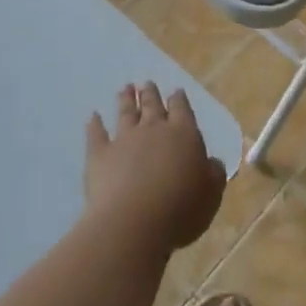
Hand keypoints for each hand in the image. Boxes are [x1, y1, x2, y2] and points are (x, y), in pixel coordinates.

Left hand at [84, 82, 226, 251]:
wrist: (133, 222)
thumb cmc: (180, 209)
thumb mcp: (211, 194)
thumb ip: (213, 173)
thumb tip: (212, 162)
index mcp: (183, 134)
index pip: (181, 109)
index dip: (178, 99)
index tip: (175, 91)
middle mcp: (154, 129)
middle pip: (152, 106)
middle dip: (150, 94)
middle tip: (147, 83)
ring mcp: (124, 139)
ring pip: (125, 113)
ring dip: (126, 100)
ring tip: (125, 89)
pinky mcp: (100, 155)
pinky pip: (96, 134)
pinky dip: (94, 124)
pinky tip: (92, 116)